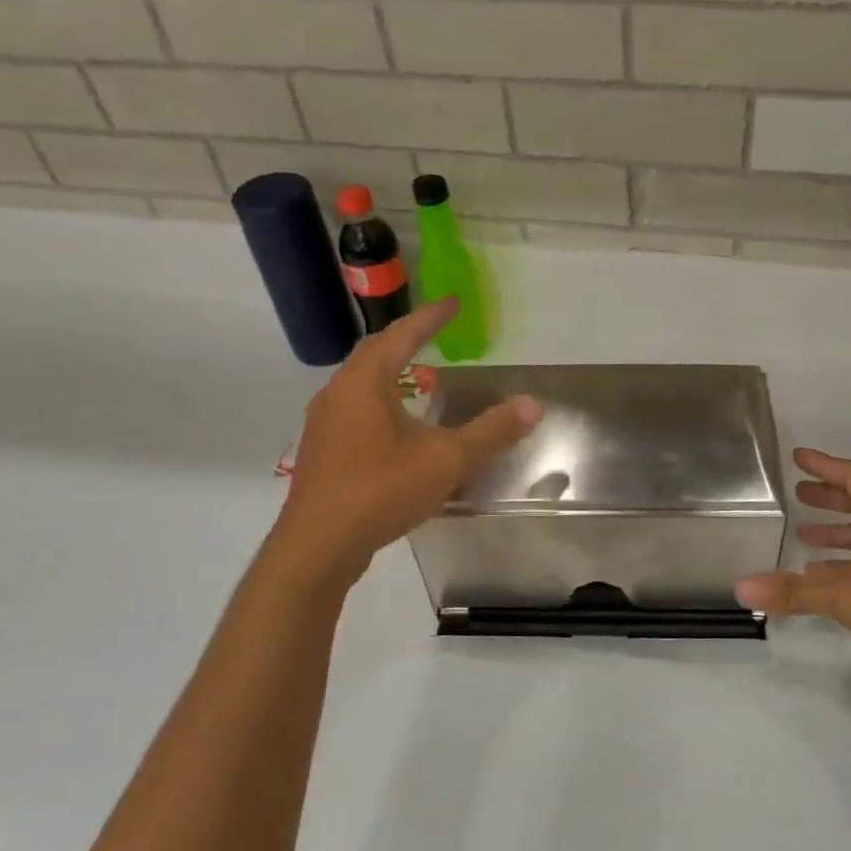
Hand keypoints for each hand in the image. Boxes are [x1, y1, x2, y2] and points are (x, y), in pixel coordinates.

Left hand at [276, 298, 539, 578]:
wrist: (318, 546)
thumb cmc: (381, 490)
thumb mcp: (446, 460)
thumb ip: (491, 432)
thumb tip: (532, 405)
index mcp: (365, 382)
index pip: (401, 335)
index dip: (430, 318)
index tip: (453, 303)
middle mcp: (337, 393)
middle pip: (374, 354)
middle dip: (406, 340)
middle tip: (434, 333)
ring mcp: (324, 424)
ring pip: (360, 384)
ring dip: (390, 373)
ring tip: (418, 376)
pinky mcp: (321, 452)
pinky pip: (354, 411)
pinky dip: (380, 403)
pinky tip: (396, 428)